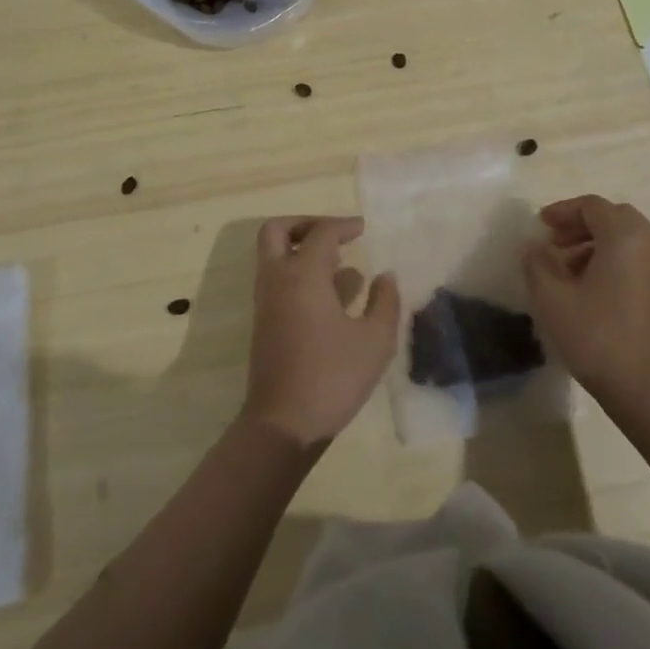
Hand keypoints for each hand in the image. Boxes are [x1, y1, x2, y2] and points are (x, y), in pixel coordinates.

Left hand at [241, 216, 401, 448]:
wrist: (283, 423)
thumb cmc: (332, 377)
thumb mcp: (375, 341)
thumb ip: (385, 302)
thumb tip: (385, 276)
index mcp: (303, 274)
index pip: (322, 233)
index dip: (344, 225)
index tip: (363, 229)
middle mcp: (278, 278)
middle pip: (277, 230)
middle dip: (305, 224)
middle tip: (334, 235)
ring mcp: (266, 300)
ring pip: (272, 254)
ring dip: (299, 248)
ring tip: (338, 264)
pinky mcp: (264, 321)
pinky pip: (275, 278)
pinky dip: (296, 271)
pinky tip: (329, 295)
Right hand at [522, 195, 649, 414]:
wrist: (649, 393)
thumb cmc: (597, 337)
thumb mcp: (552, 298)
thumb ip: (536, 263)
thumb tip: (534, 247)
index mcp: (624, 237)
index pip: (592, 206)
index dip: (562, 211)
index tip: (540, 226)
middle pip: (614, 217)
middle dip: (582, 224)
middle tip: (556, 242)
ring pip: (627, 240)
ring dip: (596, 244)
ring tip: (567, 270)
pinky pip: (637, 261)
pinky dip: (613, 261)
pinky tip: (591, 291)